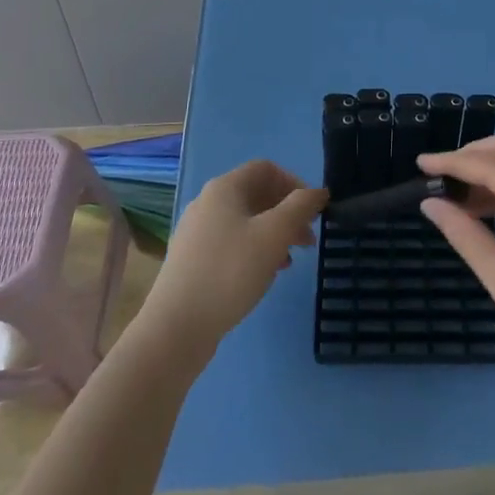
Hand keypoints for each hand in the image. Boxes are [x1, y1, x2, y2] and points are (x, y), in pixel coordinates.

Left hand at [138, 160, 325, 366]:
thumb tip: (318, 191)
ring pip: (245, 221)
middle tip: (308, 239)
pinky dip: (254, 250)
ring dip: (274, 234)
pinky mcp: (192, 260)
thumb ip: (300, 207)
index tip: (313, 211)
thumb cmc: (230, 271)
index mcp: (224, 188)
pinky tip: (265, 274)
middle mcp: (207, 203)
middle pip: (256, 194)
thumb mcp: (274, 235)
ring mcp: (196, 232)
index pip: (266, 169)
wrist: (177, 326)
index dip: (294, 183)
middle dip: (287, 212)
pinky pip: (231, 243)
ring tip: (291, 260)